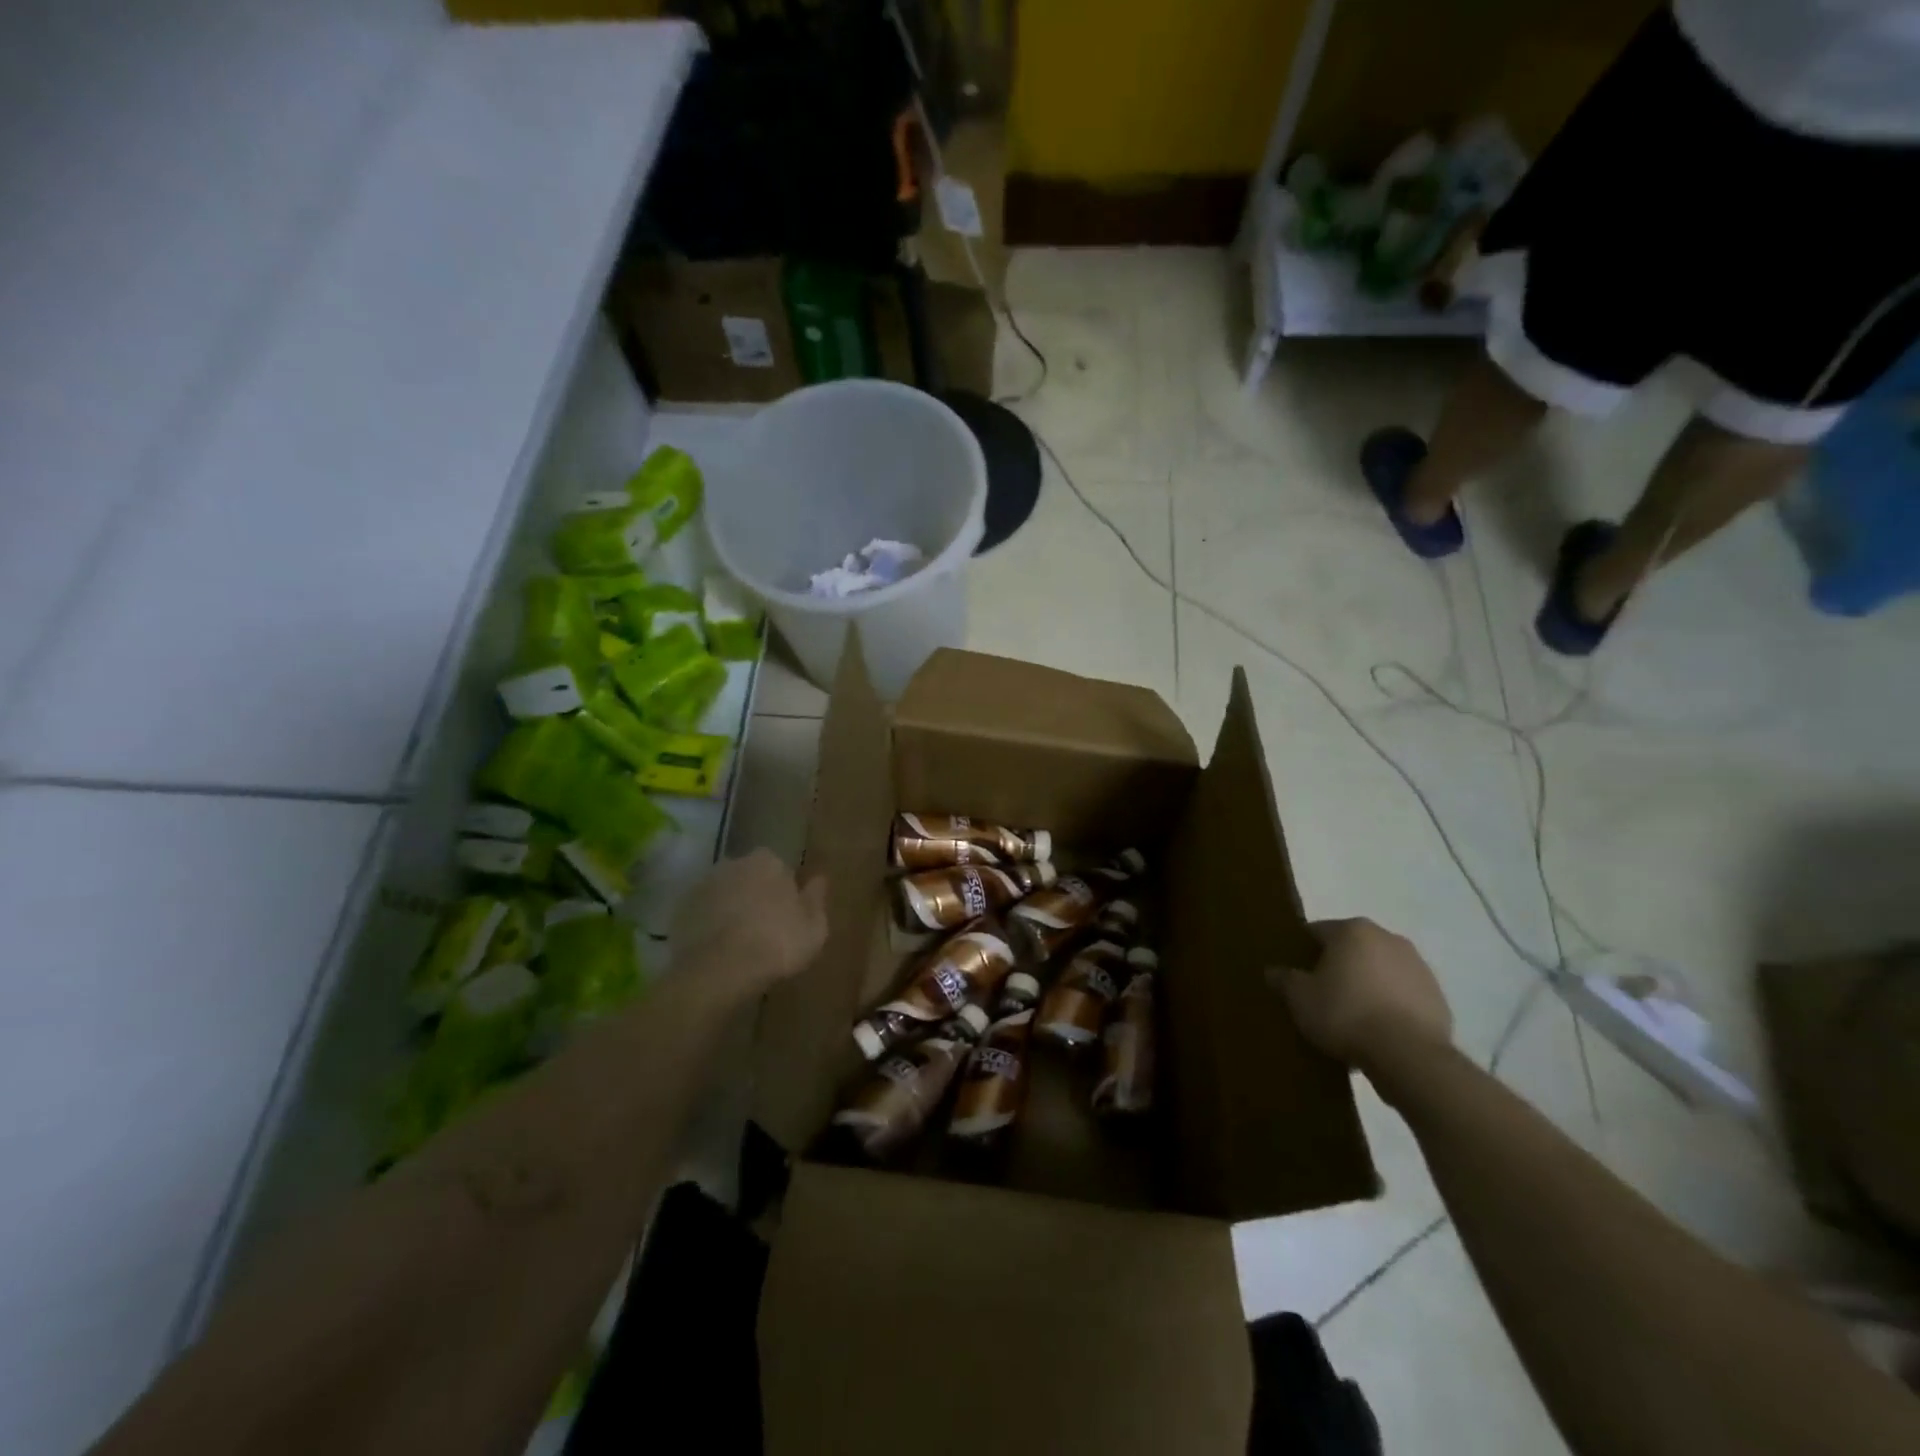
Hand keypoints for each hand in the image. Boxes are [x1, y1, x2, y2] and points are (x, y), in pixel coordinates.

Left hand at [672, 850, 828, 995]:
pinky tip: (717, 949)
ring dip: (730, 909)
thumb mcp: (814, 927)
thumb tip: (820, 879)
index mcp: (768, 861)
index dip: (783, 892)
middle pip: (749, 877)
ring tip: (738, 942)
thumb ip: (816, 899)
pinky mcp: (680, 909)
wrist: (721, 970)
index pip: (779, 869)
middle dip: (754, 895)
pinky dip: (708, 925)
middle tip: (763, 928)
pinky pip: (702, 914)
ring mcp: (703, 885)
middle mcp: (733, 863)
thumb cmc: (777, 943)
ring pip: (724, 894)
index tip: (787, 915)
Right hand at [1271, 918, 1451, 1070]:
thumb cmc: (1346, 1014)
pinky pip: (1403, 995)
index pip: (1317, 932)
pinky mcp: (1439, 997)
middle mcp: (1388, 938)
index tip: (1295, 975)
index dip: (1302, 952)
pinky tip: (1378, 1032)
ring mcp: (1419, 967)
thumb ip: (1284, 980)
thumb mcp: (1300, 999)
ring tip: (1351, 1018)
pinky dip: (1390, 1006)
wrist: (1410, 1056)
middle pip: (1352, 949)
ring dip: (1366, 986)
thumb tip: (1273, 971)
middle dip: (1337, 967)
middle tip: (1320, 995)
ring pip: (1380, 971)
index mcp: (1352, 930)